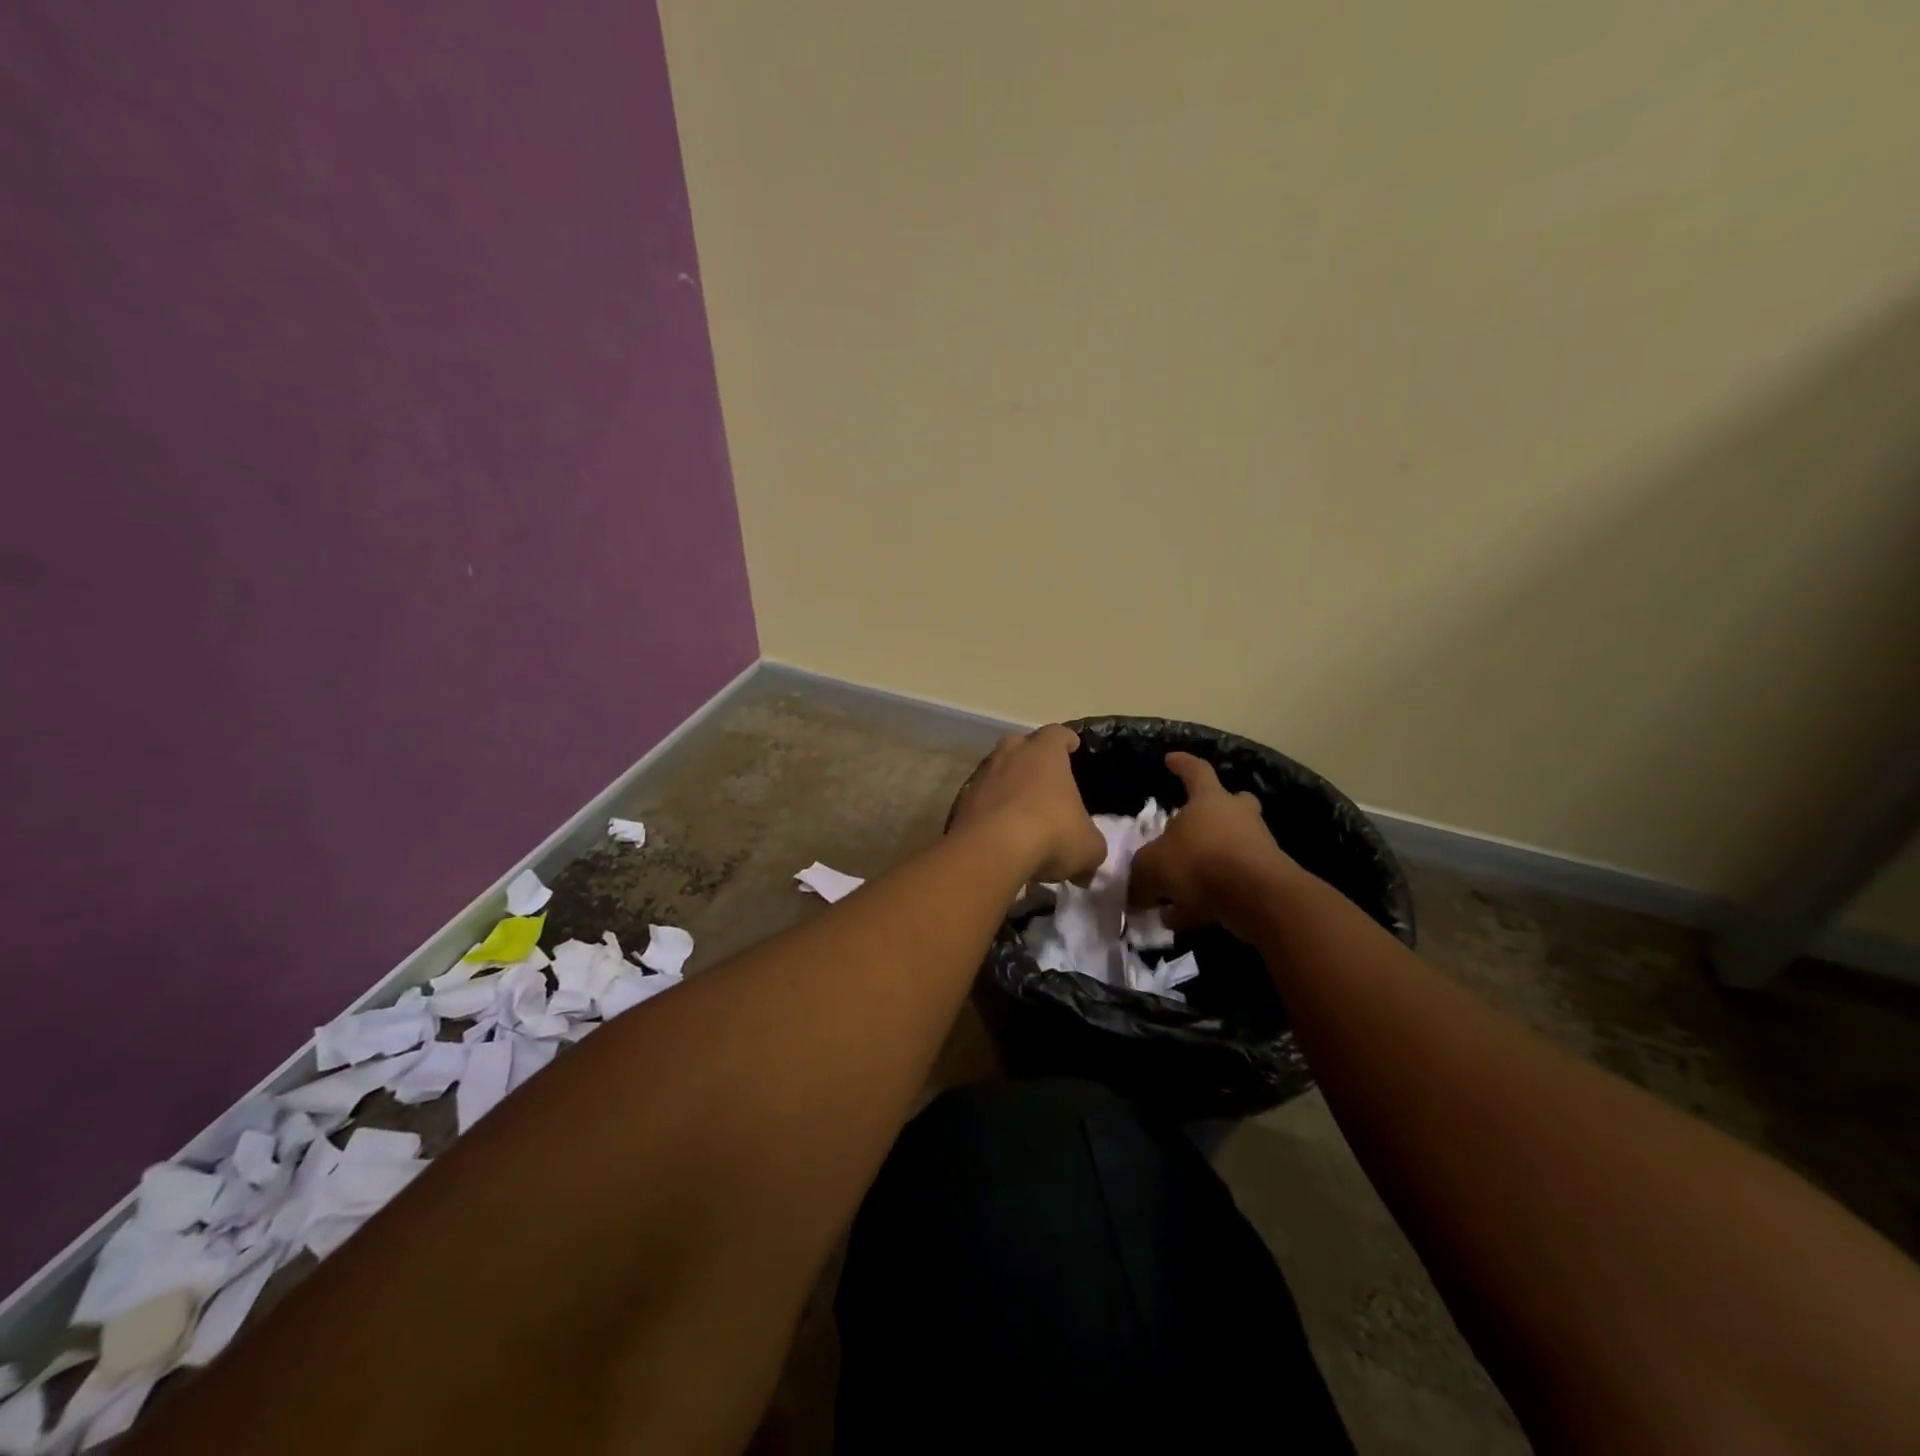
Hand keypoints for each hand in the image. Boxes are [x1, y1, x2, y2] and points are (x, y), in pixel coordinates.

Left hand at [949, 726, 1106, 884]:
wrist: (991, 851)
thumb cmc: (1051, 835)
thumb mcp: (1088, 848)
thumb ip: (1091, 848)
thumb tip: (1086, 866)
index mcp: (1045, 753)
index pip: (1056, 733)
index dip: (1065, 740)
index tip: (1072, 746)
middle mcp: (1010, 755)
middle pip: (1019, 744)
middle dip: (1030, 756)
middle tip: (1042, 776)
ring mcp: (982, 777)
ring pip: (995, 770)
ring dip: (1007, 784)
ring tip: (1019, 807)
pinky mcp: (961, 802)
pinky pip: (979, 799)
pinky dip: (989, 810)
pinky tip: (998, 831)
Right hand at [1128, 752, 1297, 934]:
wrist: (1259, 898)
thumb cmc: (1200, 862)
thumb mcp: (1152, 866)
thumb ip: (1140, 875)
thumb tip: (1134, 892)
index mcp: (1210, 800)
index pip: (1196, 771)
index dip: (1182, 764)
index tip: (1170, 759)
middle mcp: (1237, 816)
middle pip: (1231, 804)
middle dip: (1215, 813)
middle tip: (1194, 827)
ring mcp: (1258, 847)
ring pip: (1230, 847)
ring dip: (1205, 864)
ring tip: (1175, 892)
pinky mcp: (1267, 879)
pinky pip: (1231, 883)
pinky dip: (1209, 896)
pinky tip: (1186, 917)